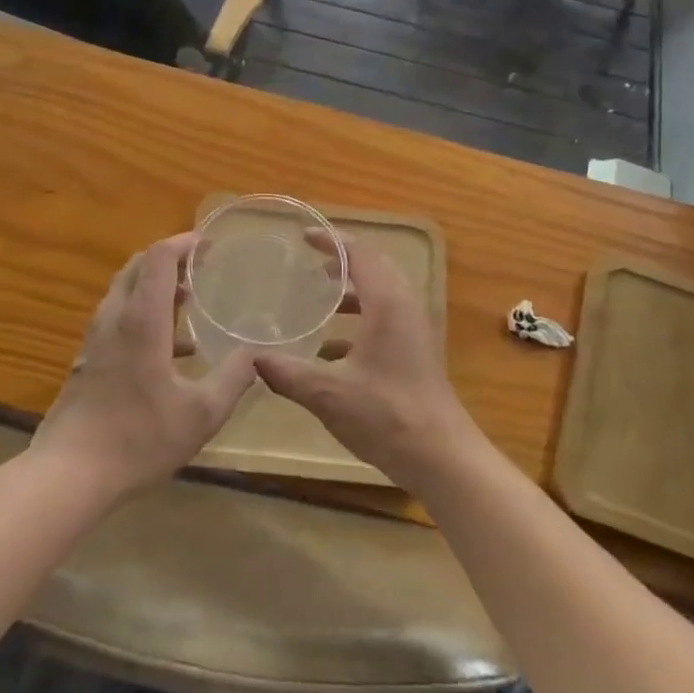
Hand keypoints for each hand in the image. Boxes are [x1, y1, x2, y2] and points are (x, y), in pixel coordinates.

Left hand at [33, 234, 257, 498]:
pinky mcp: (88, 362)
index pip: (158, 258)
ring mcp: (95, 340)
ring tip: (189, 302)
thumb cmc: (138, 438)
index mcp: (141, 320)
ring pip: (124, 293)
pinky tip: (170, 351)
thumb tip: (255, 355)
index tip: (209, 246)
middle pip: (137, 267)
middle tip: (201, 268)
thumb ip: (233, 379)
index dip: (183, 244)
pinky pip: (118, 319)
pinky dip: (144, 314)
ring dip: (155, 287)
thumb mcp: (201, 413)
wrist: (68, 475)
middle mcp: (114, 319)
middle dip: (169, 259)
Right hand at [253, 232, 484, 493]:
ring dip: (352, 292)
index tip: (303, 237)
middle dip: (342, 262)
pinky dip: (360, 319)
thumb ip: (288, 373)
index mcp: (387, 303)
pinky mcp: (416, 351)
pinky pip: (386, 318)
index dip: (331, 241)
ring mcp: (414, 329)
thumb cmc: (387, 415)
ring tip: (319, 301)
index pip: (359, 254)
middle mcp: (404, 307)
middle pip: (374, 267)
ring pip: (381, 294)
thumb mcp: (328, 393)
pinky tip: (330, 349)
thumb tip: (251, 359)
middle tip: (310, 264)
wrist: (442, 456)